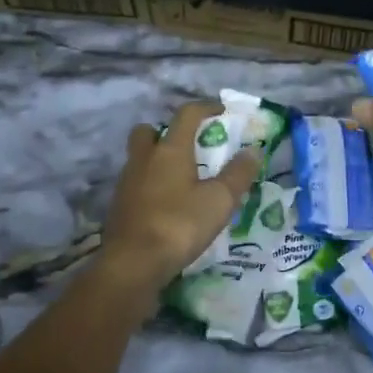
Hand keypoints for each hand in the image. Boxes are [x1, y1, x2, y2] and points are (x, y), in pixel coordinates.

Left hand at [101, 101, 261, 289]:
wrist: (132, 265)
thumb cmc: (179, 225)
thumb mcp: (219, 201)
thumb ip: (238, 174)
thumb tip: (253, 150)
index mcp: (170, 150)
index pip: (187, 114)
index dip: (205, 108)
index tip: (221, 111)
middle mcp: (144, 159)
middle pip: (149, 131)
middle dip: (166, 132)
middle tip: (187, 146)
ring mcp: (127, 183)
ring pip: (139, 158)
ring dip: (157, 160)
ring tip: (180, 178)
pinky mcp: (118, 206)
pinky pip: (135, 183)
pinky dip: (149, 185)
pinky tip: (165, 204)